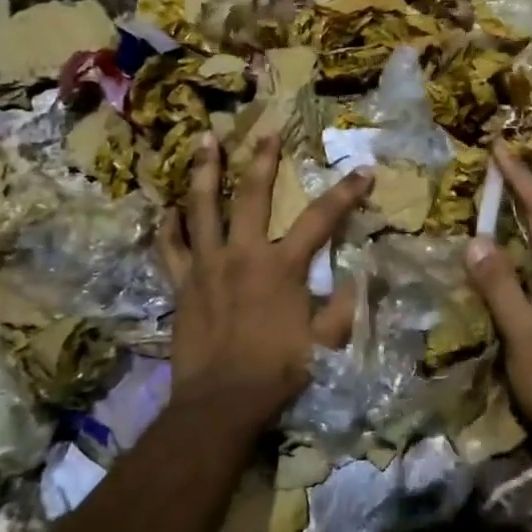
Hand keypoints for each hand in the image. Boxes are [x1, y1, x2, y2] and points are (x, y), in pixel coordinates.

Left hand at [155, 132, 370, 433]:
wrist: (222, 402)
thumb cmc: (277, 370)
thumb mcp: (325, 342)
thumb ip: (344, 307)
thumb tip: (362, 279)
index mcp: (282, 266)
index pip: (320, 219)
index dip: (345, 194)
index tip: (363, 173)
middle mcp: (242, 254)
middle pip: (252, 194)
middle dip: (262, 158)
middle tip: (267, 130)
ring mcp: (206, 266)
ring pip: (202, 207)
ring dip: (205, 171)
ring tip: (205, 140)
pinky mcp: (181, 284)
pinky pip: (169, 248)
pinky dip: (168, 226)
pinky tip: (169, 208)